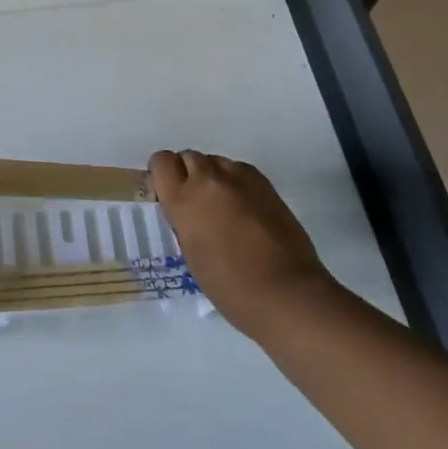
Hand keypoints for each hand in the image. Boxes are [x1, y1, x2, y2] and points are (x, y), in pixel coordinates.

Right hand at [150, 149, 329, 336]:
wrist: (286, 292)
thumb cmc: (230, 285)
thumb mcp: (190, 252)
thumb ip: (183, 220)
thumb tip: (186, 211)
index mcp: (183, 199)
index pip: (161, 161)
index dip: (162, 175)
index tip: (167, 195)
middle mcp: (208, 179)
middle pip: (188, 156)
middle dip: (187, 174)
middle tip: (196, 203)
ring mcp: (239, 177)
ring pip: (215, 161)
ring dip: (212, 176)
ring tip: (222, 205)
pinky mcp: (264, 183)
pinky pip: (239, 169)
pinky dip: (235, 182)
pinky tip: (244, 207)